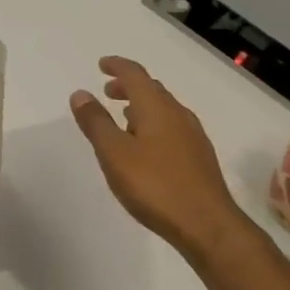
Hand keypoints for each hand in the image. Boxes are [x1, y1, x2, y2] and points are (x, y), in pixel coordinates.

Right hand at [71, 56, 254, 260]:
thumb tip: (81, 93)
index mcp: (156, 107)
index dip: (117, 66)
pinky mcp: (199, 157)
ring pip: (163, 109)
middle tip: (108, 92)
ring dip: (141, 107)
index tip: (102, 65)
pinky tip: (146, 147)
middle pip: (151, 89)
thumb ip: (96, 122)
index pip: (135, 74)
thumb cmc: (155, 185)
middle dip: (128, 86)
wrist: (207, 225)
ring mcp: (192, 136)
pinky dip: (153, 124)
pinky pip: (172, 127)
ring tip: (123, 119)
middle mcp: (177, 114)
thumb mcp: (114, 153)